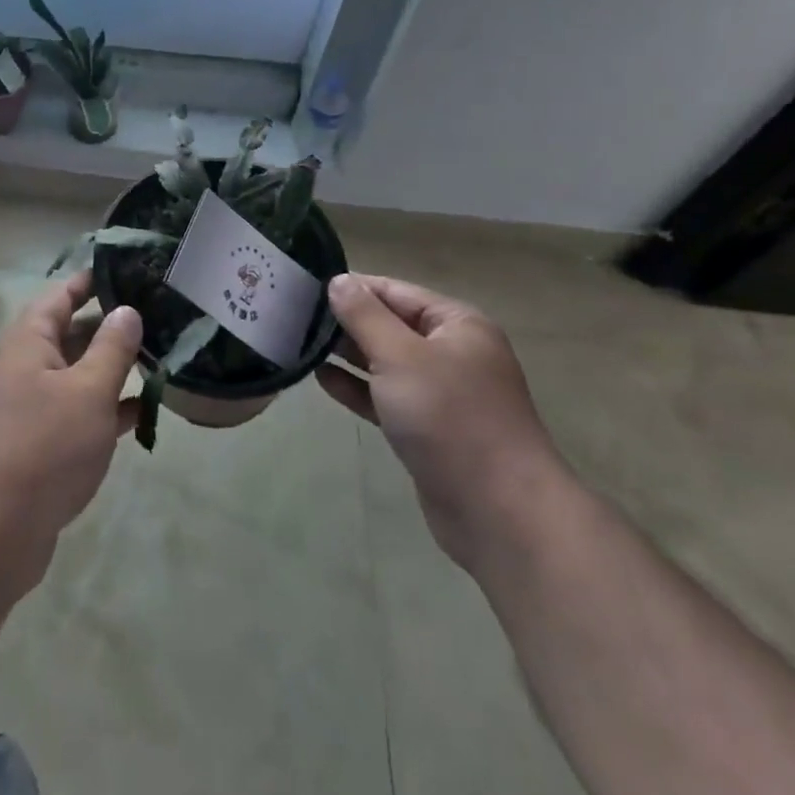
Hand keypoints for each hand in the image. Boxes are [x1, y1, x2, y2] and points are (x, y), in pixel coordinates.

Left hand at [0, 270, 141, 596]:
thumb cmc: (43, 446)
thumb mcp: (88, 390)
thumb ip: (112, 347)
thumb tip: (127, 310)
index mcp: (30, 339)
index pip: (64, 293)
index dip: (96, 279)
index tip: (135, 269)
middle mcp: (29, 365)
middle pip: (75, 332)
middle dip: (115, 325)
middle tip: (163, 315)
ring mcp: (35, 406)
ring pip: (81, 374)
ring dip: (117, 369)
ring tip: (165, 356)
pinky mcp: (44, 444)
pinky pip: (82, 413)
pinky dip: (110, 410)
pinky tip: (147, 411)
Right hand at [318, 272, 561, 566]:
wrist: (499, 513)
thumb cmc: (449, 418)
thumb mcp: (400, 356)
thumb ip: (365, 316)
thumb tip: (339, 281)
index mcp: (457, 324)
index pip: (395, 291)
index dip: (353, 287)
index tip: (306, 287)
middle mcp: (453, 352)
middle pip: (391, 324)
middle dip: (347, 321)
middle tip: (295, 315)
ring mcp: (442, 394)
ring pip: (386, 362)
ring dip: (349, 354)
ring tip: (301, 342)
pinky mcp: (428, 429)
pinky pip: (386, 397)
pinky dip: (358, 388)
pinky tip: (323, 379)